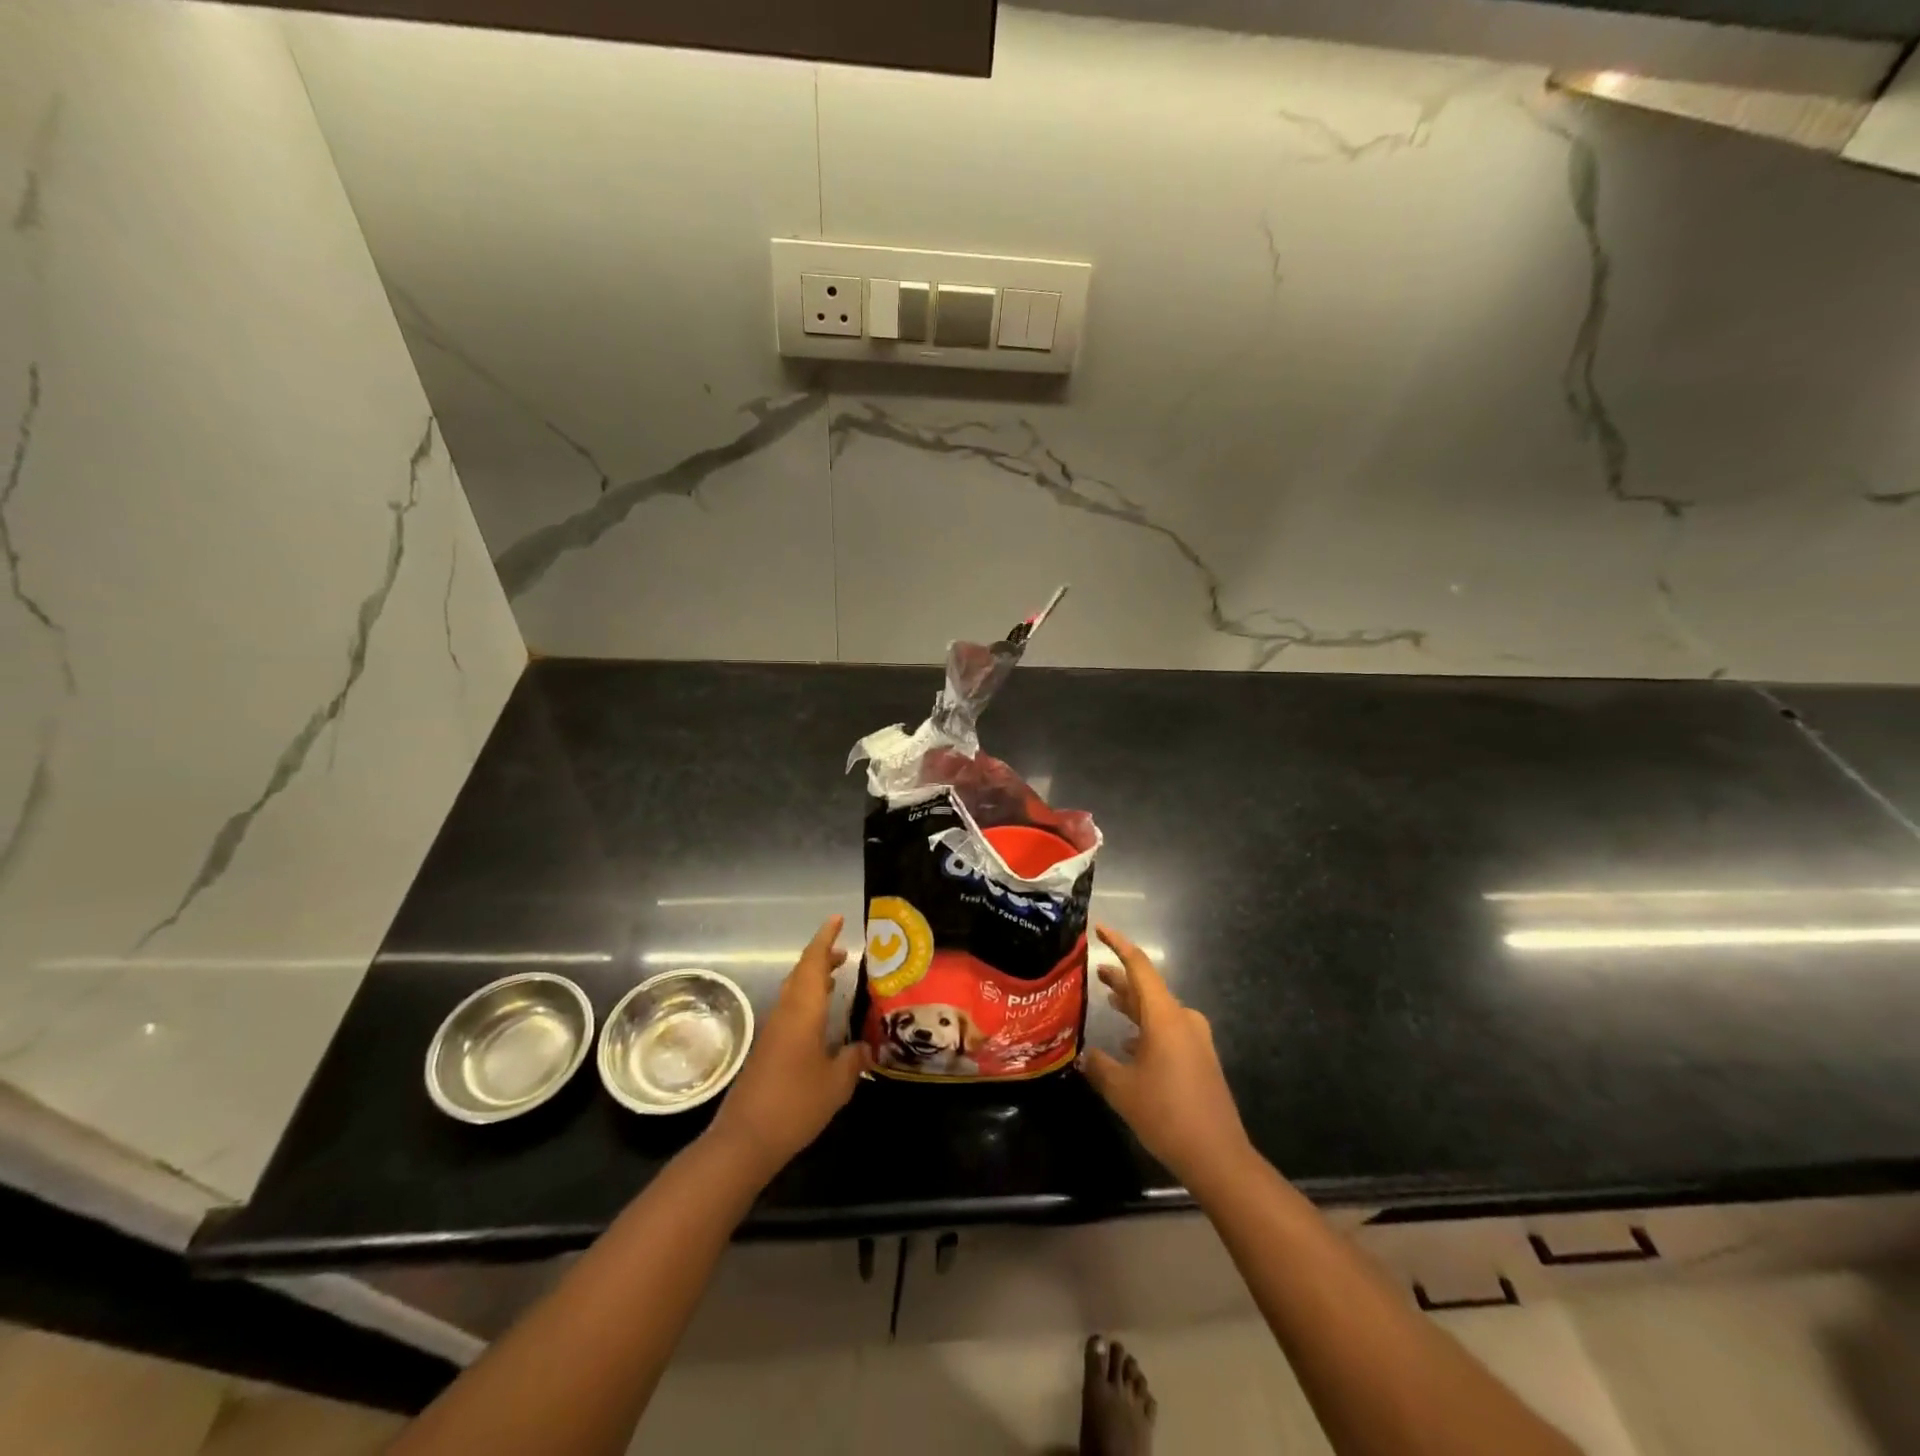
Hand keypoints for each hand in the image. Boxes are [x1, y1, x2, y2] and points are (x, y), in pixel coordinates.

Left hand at [707, 916, 870, 1179]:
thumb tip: (865, 1048)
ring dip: (814, 979)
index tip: (837, 919)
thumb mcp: (836, 1084)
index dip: (825, 938)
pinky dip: (807, 1002)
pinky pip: (790, 1011)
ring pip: (794, 992)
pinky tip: (820, 1018)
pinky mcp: (767, 1050)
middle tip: (845, 952)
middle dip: (822, 957)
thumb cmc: (795, 1104)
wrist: (744, 1140)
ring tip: (837, 977)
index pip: (813, 963)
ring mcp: (773, 1032)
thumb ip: (853, 1061)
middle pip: (801, 973)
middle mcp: (785, 1013)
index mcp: (802, 1011)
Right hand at [1081, 925, 1254, 1193]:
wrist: (1218, 1156)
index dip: (1119, 945)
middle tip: (1095, 971)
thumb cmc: (1166, 1114)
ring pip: (1157, 1011)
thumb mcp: (1121, 1089)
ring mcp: (1194, 1040)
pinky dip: (1146, 1029)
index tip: (1100, 929)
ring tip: (1108, 1000)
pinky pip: (1167, 1031)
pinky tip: (1128, 1044)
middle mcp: (1182, 1019)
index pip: (1139, 966)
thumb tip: (1085, 1056)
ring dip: (1133, 1005)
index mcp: (1164, 1016)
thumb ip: (1099, 1066)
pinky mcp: (1199, 1059)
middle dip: (1121, 979)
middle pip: (1148, 989)